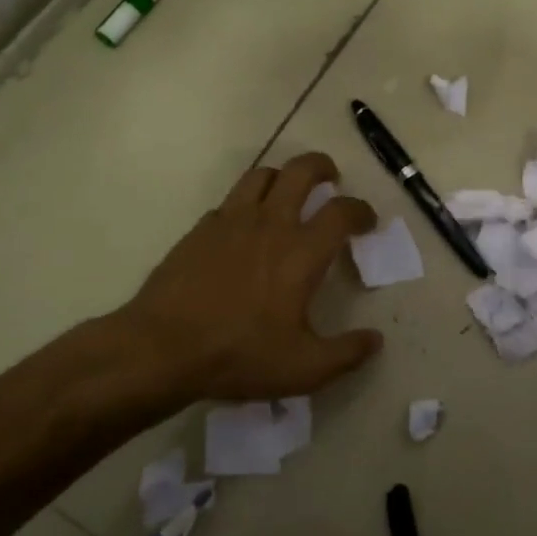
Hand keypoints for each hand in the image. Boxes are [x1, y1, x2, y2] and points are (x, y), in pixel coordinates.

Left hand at [102, 152, 384, 405]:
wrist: (161, 349)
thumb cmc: (239, 355)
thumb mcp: (304, 369)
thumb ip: (346, 354)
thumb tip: (375, 340)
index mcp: (301, 252)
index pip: (342, 211)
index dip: (362, 210)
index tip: (366, 221)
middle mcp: (270, 224)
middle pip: (301, 170)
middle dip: (322, 166)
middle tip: (330, 179)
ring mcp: (231, 221)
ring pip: (262, 174)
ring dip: (282, 176)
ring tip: (288, 191)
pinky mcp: (200, 229)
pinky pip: (230, 201)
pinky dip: (247, 203)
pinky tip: (244, 226)